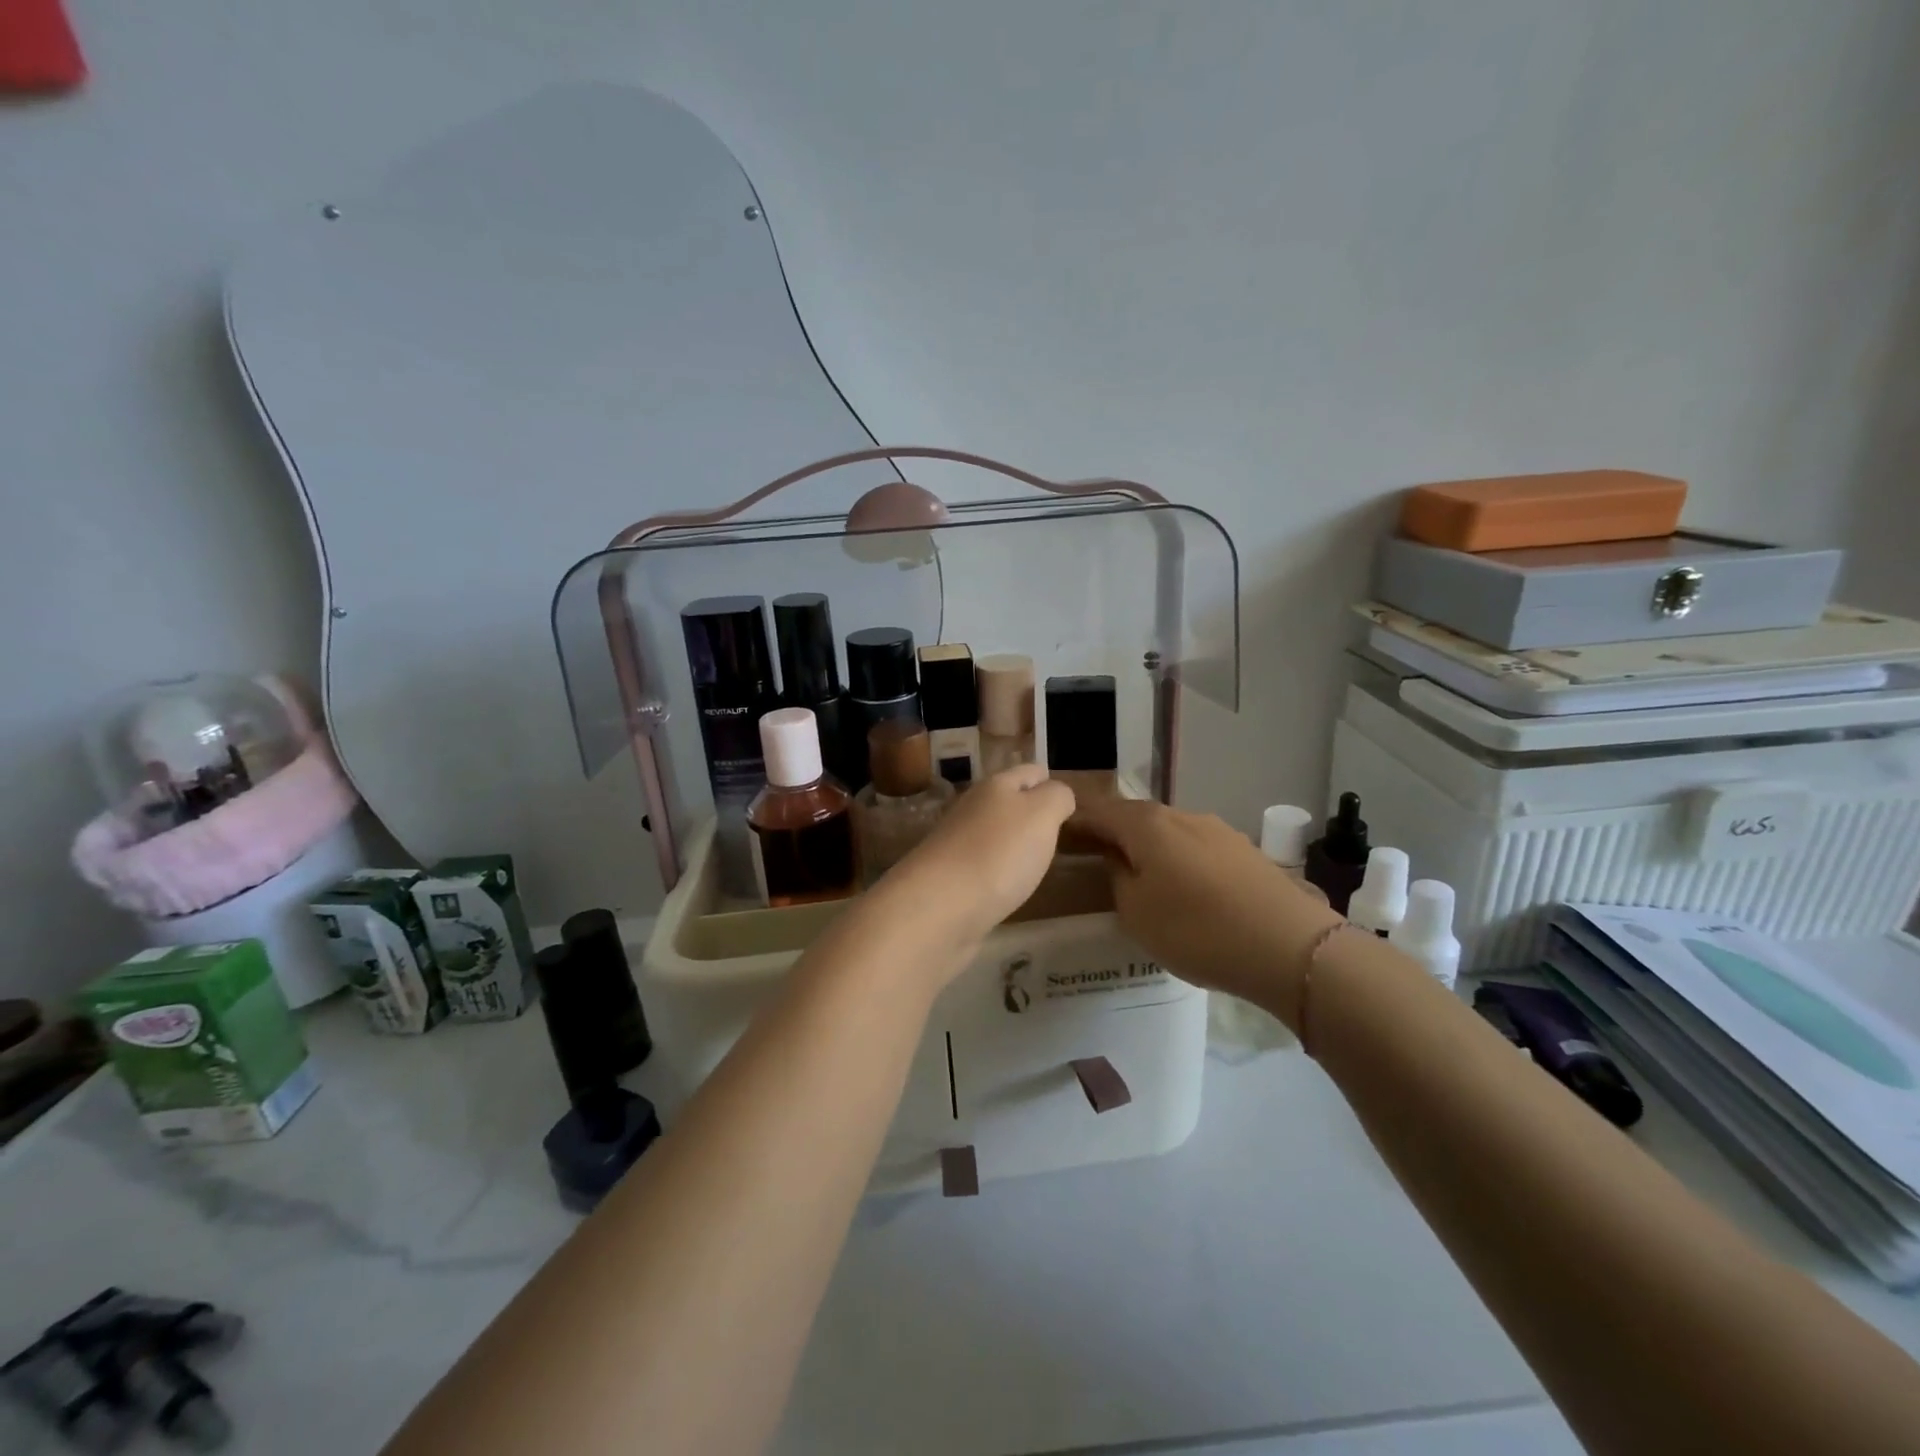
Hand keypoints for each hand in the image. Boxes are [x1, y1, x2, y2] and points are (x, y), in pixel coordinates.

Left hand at [877, 765, 1076, 946]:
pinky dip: (998, 870)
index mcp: (995, 786)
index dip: (1050, 780)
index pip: (1029, 772)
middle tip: (1058, 829)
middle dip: (1030, 810)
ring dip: (1012, 841)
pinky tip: (1009, 884)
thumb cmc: (998, 853)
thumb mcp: (1041, 815)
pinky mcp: (949, 879)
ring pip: (993, 833)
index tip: (1069, 801)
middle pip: (1006, 800)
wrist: (939, 907)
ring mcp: (956, 844)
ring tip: (1037, 856)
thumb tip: (1057, 794)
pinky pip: (982, 865)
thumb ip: (1057, 798)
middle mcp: (972, 809)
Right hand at [1067, 797, 1343, 1028]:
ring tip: (1141, 877)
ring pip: (1169, 833)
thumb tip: (1117, 858)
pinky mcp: (1245, 851)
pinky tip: (1186, 889)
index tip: (1057, 835)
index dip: (1075, 821)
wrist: (1290, 947)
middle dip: (1113, 833)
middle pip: (1135, 818)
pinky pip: (1197, 849)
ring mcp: (1218, 830)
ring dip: (1150, 848)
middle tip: (1094, 858)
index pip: (1098, 812)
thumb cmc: (1197, 929)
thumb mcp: (1136, 913)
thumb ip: (1117, 878)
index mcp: (1147, 824)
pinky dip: (1180, 861)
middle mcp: (1181, 815)